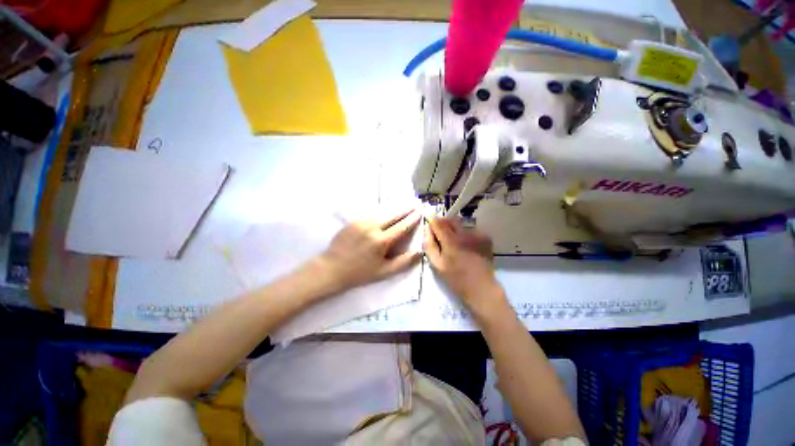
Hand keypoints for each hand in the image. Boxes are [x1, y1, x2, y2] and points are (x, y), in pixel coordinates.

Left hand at [318, 210, 421, 293]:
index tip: (419, 212)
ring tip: (401, 210)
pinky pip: (371, 216)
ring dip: (392, 212)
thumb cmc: (360, 273)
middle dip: (404, 211)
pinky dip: (380, 216)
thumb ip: (403, 262)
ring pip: (382, 214)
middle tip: (413, 207)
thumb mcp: (384, 272)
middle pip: (393, 216)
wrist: (332, 268)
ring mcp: (361, 222)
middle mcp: (373, 227)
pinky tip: (383, 217)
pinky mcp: (353, 222)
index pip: (401, 226)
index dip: (412, 219)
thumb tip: (419, 252)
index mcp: (382, 240)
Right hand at [424, 217, 503, 314]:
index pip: (438, 222)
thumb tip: (426, 230)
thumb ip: (429, 245)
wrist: (481, 288)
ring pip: (461, 224)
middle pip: (450, 219)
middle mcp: (464, 234)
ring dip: (454, 228)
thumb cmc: (456, 278)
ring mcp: (477, 235)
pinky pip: (471, 229)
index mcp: (451, 241)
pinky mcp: (485, 238)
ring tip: (454, 241)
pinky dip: (465, 233)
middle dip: (443, 222)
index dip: (432, 220)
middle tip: (440, 233)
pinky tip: (466, 245)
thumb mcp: (437, 265)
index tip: (428, 221)